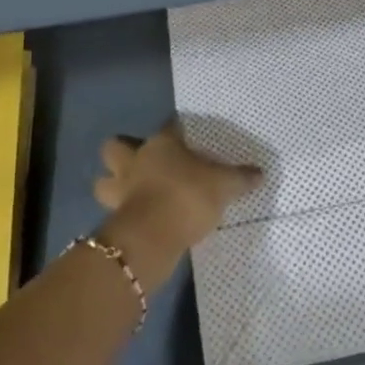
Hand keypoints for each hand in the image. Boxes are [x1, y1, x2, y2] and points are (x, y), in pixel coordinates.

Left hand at [93, 122, 260, 283]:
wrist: (152, 238)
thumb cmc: (188, 196)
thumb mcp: (224, 186)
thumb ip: (240, 178)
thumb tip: (260, 173)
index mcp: (161, 145)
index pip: (168, 127)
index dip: (176, 130)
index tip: (184, 135)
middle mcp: (136, 161)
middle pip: (115, 148)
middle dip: (122, 153)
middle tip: (141, 162)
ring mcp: (120, 191)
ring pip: (104, 181)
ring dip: (113, 184)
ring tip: (131, 191)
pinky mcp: (114, 218)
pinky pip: (113, 210)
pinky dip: (123, 212)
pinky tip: (139, 217)